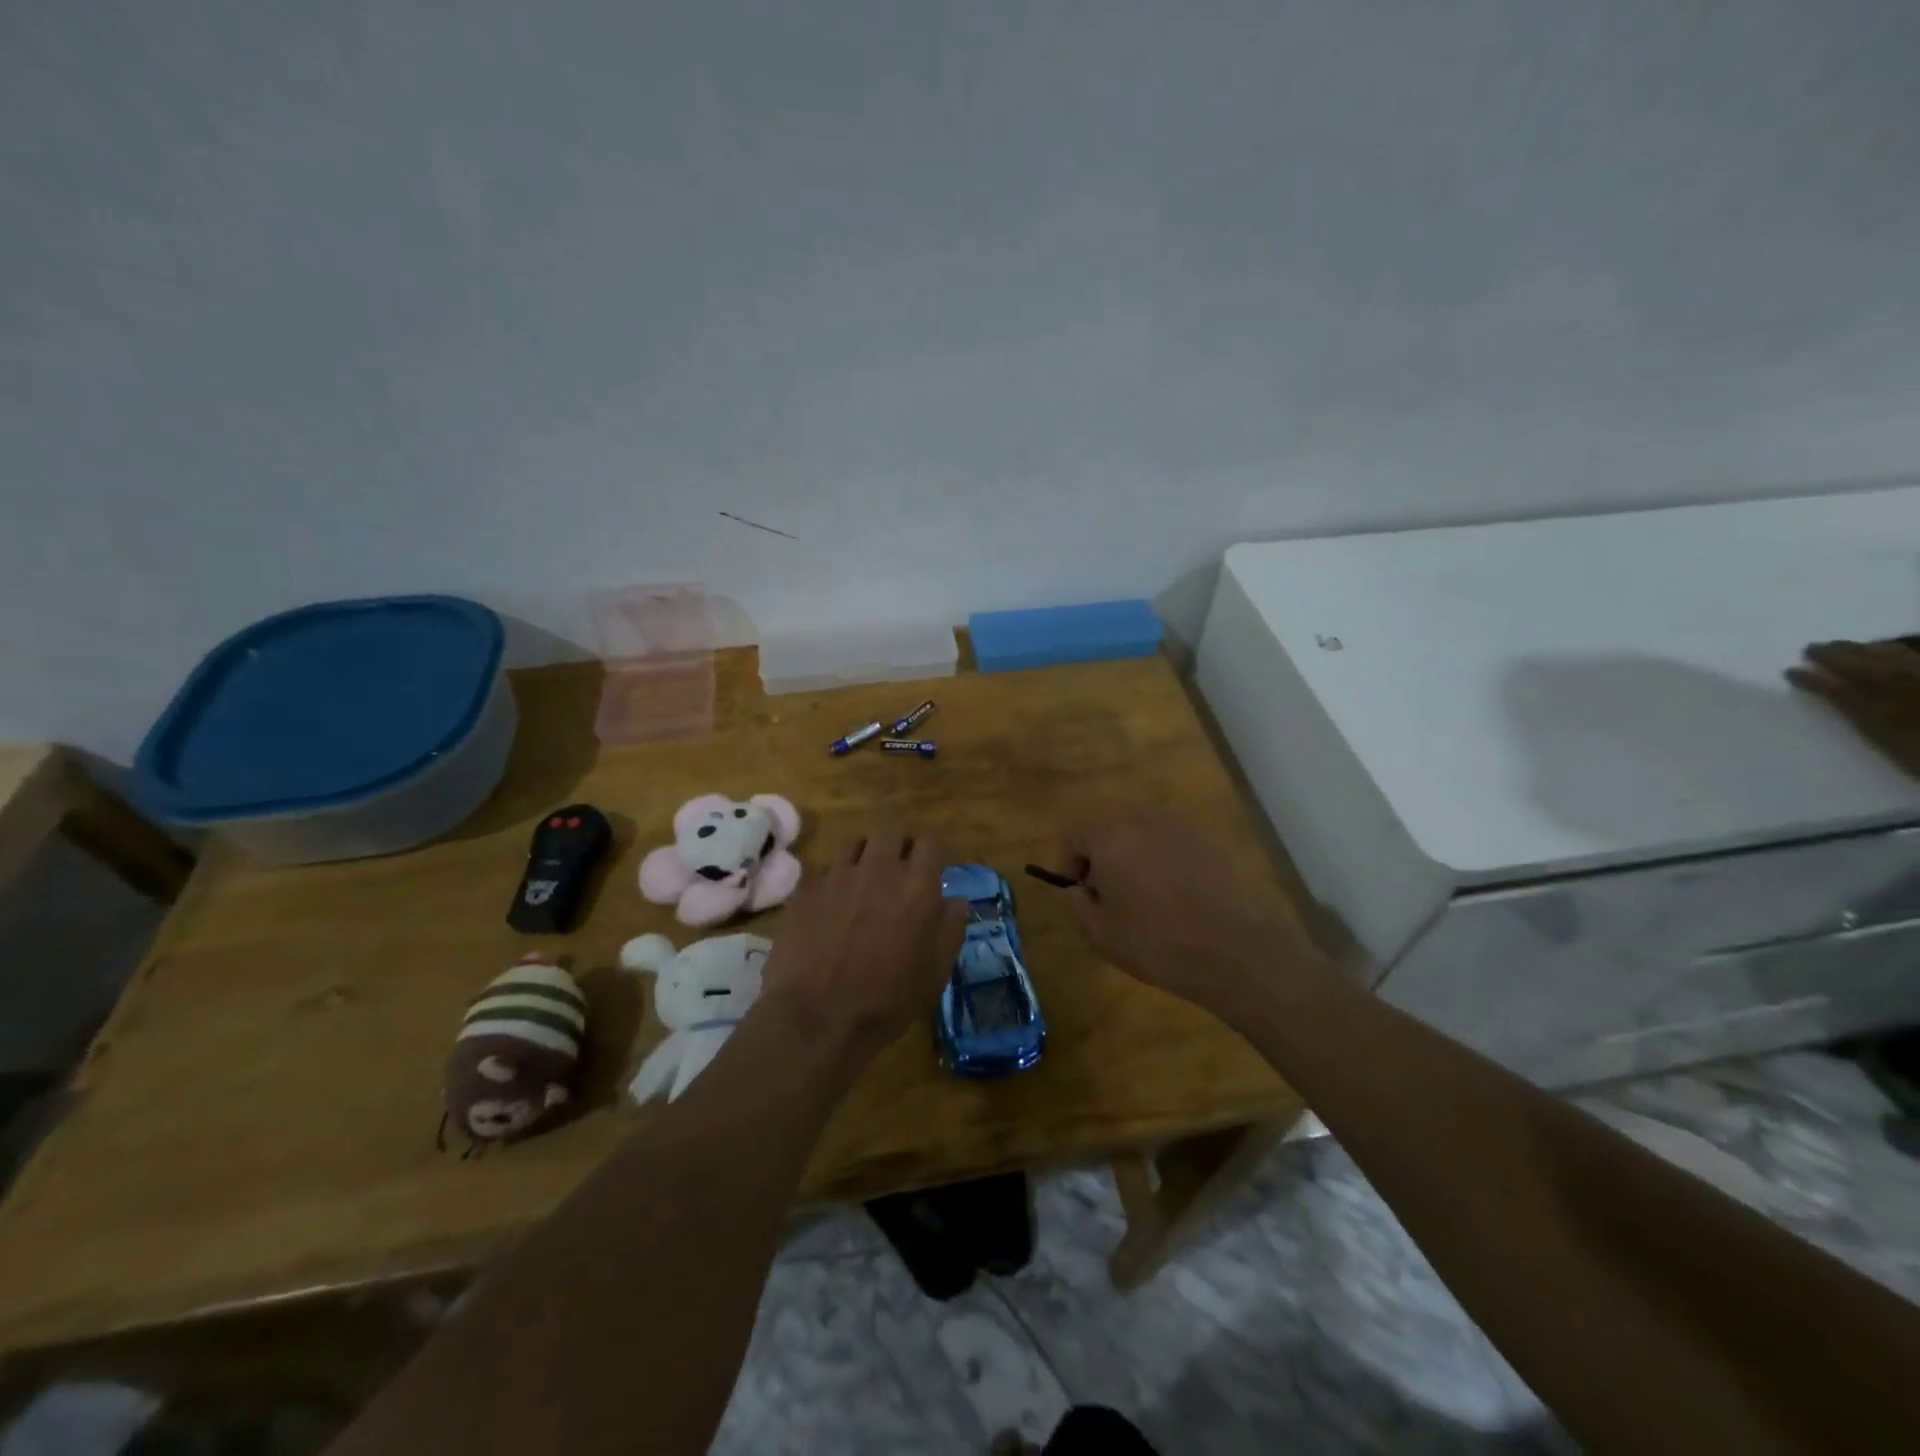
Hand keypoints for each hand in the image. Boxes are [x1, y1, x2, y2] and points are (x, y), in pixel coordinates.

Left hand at [760, 825, 965, 1063]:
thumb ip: (950, 929)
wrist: (817, 1018)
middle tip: (896, 870)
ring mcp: (838, 876)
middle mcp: (878, 870)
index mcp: (917, 887)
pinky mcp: (806, 889)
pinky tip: (831, 905)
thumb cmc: (887, 1001)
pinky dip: (833, 881)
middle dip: (897, 845)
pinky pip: (824, 871)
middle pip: (890, 832)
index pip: (930, 843)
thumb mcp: (935, 973)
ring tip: (862, 881)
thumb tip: (955, 900)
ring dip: (864, 857)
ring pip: (854, 844)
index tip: (929, 868)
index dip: (930, 852)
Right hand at [1061, 809, 1302, 1015]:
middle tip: (1108, 893)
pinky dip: (1162, 859)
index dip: (1069, 864)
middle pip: (1108, 827)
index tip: (1080, 893)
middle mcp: (1141, 820)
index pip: (1075, 836)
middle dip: (1101, 855)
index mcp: (1109, 838)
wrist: (1231, 949)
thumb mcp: (1099, 934)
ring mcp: (1178, 827)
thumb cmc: (1155, 942)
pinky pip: (1169, 842)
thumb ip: (1076, 904)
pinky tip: (1173, 894)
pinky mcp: (1206, 841)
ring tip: (1141, 893)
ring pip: (1141, 831)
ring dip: (1132, 854)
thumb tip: (1075, 889)